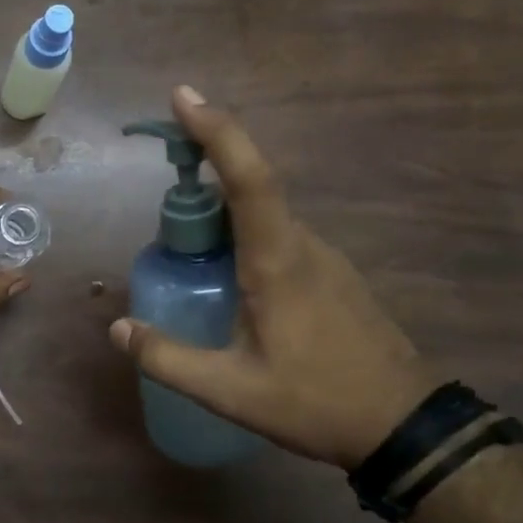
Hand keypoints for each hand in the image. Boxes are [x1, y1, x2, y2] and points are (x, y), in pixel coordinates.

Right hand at [108, 86, 436, 468]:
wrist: (404, 426)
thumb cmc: (315, 402)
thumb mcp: (230, 390)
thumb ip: (167, 358)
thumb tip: (118, 328)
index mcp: (277, 261)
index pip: (248, 178)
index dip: (217, 131)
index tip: (183, 97)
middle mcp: (302, 244)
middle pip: (250, 186)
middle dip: (204, 166)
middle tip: (162, 176)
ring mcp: (322, 257)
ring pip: (262, 214)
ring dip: (219, 208)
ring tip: (180, 240)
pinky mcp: (330, 275)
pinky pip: (276, 235)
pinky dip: (240, 233)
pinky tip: (223, 273)